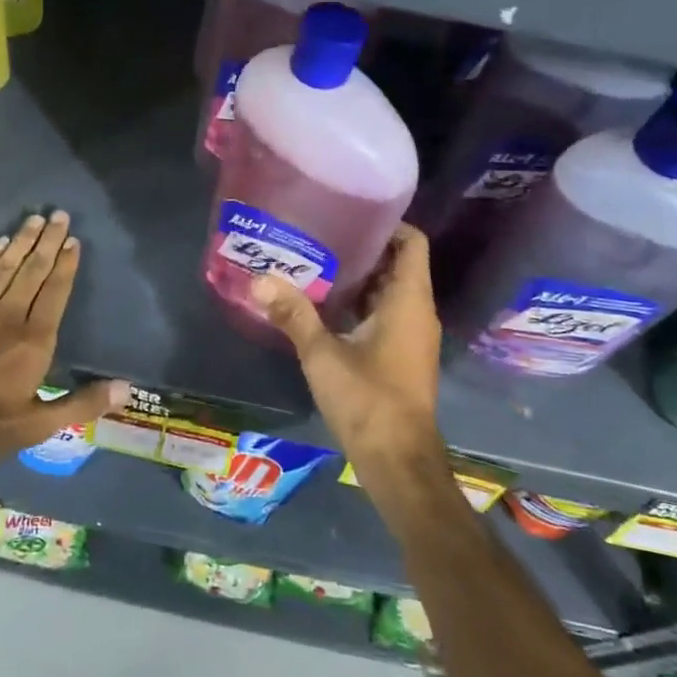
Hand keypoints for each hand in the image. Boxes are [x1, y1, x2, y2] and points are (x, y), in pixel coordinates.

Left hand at [0, 211, 128, 463]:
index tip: (74, 241)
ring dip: (21, 241)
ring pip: (4, 267)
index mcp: (33, 341)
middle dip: (48, 242)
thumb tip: (126, 389)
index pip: (55, 293)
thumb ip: (80, 404)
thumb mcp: (36, 426)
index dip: (66, 266)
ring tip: (35, 219)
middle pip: (32, 271)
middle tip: (59, 215)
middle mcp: (8, 316)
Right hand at [252, 225, 448, 482]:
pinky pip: (385, 314)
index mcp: (408, 300)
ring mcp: (412, 335)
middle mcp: (417, 312)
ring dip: (359, 278)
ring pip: (390, 291)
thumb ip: (294, 314)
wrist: (398, 462)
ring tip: (316, 263)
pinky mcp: (402, 355)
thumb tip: (259, 280)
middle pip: (397, 264)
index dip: (387, 224)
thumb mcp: (323, 355)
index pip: (411, 242)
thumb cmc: (368, 400)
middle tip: (321, 235)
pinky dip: (361, 304)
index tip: (350, 214)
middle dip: (363, 249)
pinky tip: (325, 306)